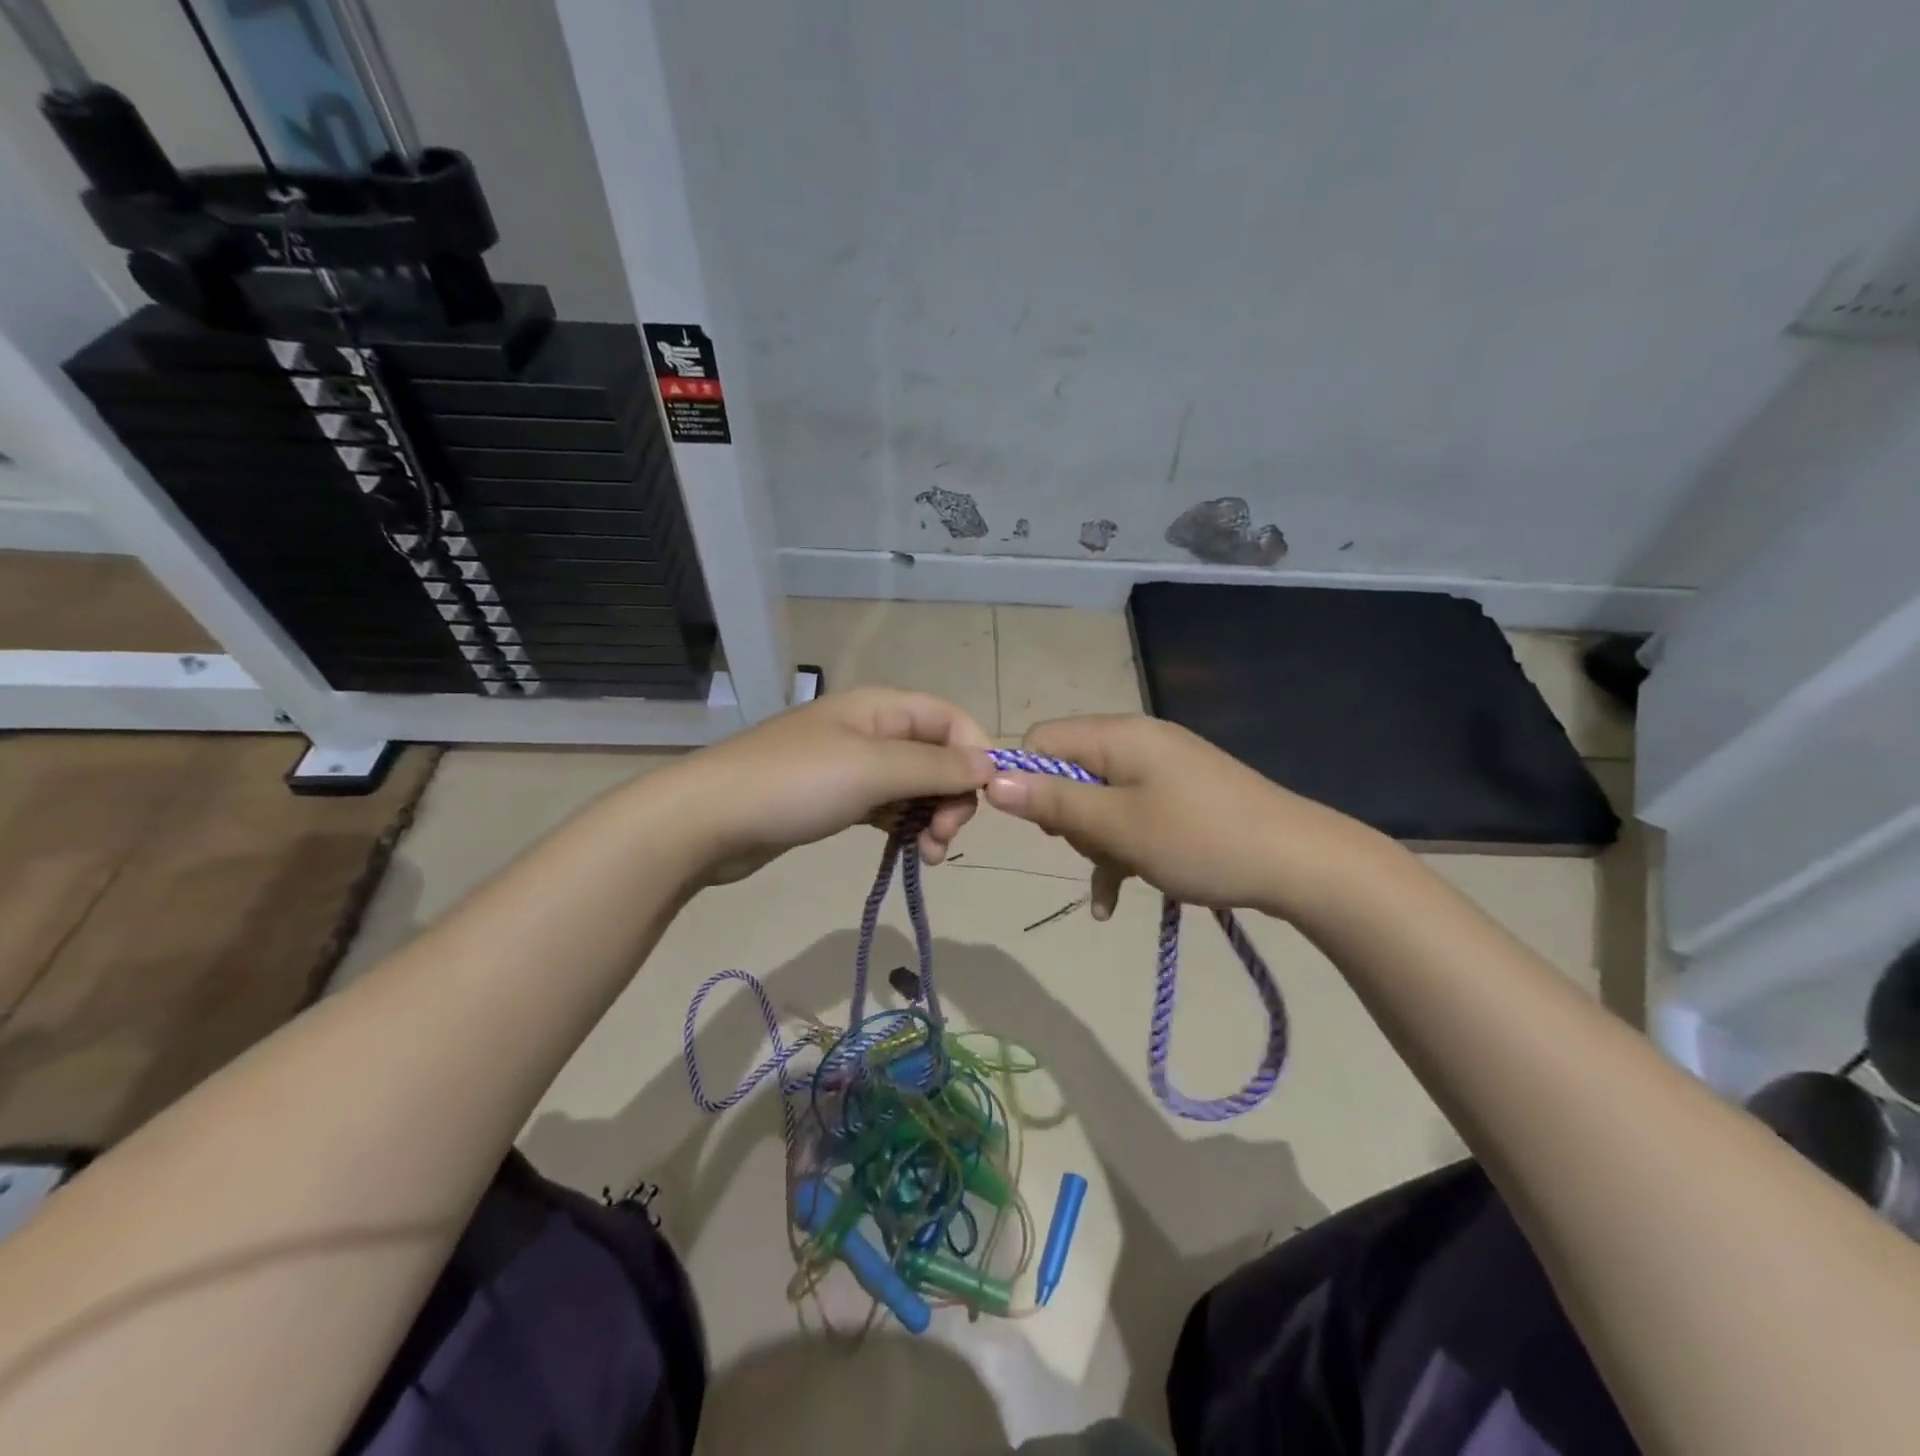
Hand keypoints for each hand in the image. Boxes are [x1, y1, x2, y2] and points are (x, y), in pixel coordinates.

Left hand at [666, 688, 993, 883]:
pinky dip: (903, 826)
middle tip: (944, 837)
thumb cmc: (797, 784)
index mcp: (882, 708)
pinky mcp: (836, 797)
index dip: (975, 754)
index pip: (951, 719)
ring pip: (914, 785)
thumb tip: (989, 764)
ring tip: (928, 854)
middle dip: (951, 795)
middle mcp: (872, 730)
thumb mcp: (874, 769)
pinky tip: (908, 852)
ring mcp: (852, 765)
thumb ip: (936, 766)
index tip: (984, 800)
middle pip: (936, 755)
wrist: (709, 820)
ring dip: (931, 817)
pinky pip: (887, 806)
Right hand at [983, 715, 1375, 921]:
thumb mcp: (1118, 826)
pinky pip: (1130, 817)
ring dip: (1095, 842)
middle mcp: (1136, 742)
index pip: (1042, 740)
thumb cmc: (1200, 840)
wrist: (1302, 864)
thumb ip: (1054, 802)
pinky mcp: (1180, 798)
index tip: (1039, 826)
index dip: (1026, 780)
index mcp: (1118, 735)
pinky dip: (1119, 852)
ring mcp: (1162, 770)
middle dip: (1067, 817)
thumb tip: (991, 779)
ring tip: (1114, 877)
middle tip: (1090, 848)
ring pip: (1098, 800)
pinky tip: (1113, 901)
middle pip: (1069, 771)